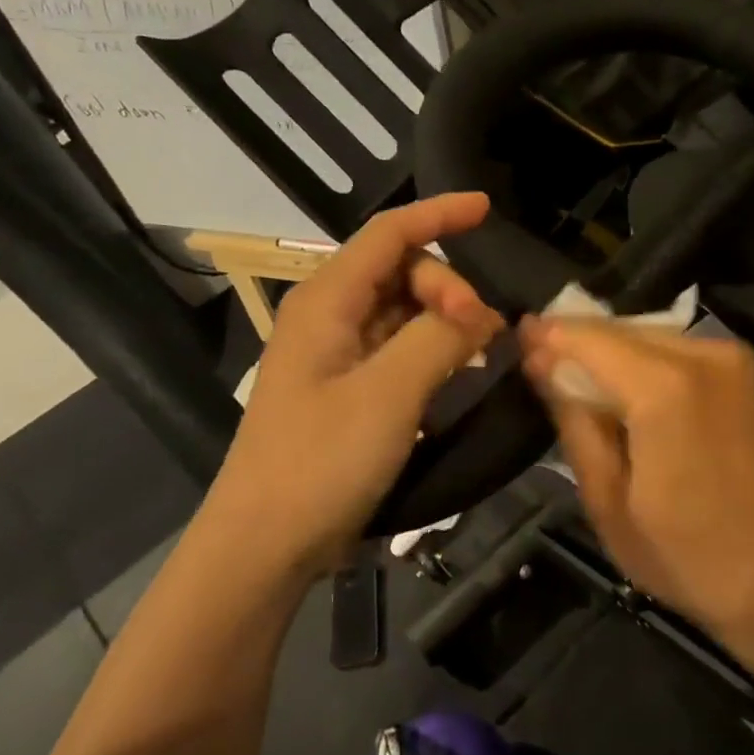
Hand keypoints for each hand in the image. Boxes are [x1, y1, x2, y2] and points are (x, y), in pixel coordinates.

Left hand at [206, 194, 503, 575]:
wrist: (265, 545)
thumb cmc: (320, 462)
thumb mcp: (388, 395)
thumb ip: (438, 339)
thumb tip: (483, 310)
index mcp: (326, 301)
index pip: (389, 234)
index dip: (439, 215)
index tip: (488, 209)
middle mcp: (329, 316)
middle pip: (402, 272)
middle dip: (448, 289)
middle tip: (484, 333)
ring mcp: (337, 355)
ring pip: (403, 311)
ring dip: (445, 319)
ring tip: (483, 349)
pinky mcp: (348, 389)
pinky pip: (399, 349)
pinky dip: (432, 350)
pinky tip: (459, 371)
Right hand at [517, 317, 753, 634]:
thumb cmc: (685, 555)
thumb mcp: (608, 500)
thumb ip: (574, 421)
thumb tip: (543, 366)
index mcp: (664, 389)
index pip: (588, 339)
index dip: (548, 336)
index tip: (515, 338)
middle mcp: (702, 357)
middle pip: (619, 331)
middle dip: (575, 342)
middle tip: (535, 362)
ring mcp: (729, 360)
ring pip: (647, 337)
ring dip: (608, 353)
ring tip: (570, 379)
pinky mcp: (742, 373)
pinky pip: (674, 351)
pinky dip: (641, 363)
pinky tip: (619, 390)